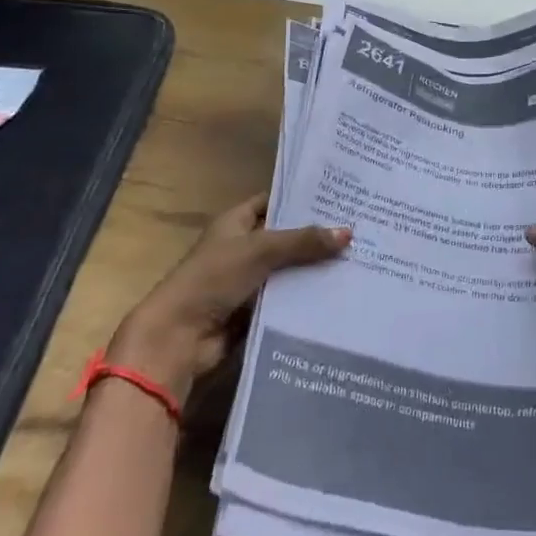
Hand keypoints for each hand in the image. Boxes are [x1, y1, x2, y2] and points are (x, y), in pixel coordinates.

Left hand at [109, 194, 348, 398]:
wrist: (177, 340)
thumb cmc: (213, 279)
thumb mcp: (261, 250)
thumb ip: (304, 241)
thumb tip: (348, 233)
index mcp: (235, 222)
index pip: (274, 201)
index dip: (302, 198)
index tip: (339, 195)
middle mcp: (242, 247)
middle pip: (286, 236)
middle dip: (317, 234)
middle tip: (358, 227)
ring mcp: (247, 280)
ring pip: (289, 268)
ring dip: (315, 267)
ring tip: (358, 257)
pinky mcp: (253, 311)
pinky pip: (286, 298)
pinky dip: (307, 296)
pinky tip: (339, 291)